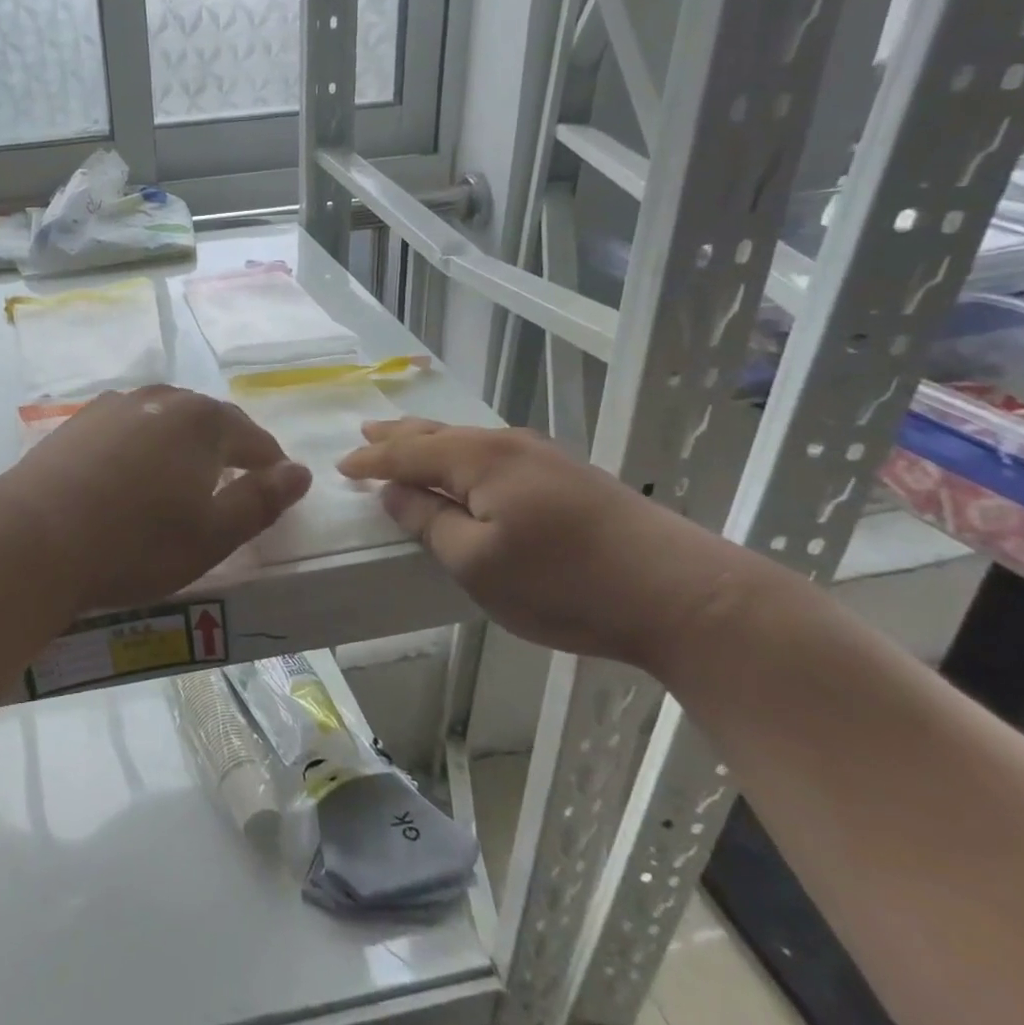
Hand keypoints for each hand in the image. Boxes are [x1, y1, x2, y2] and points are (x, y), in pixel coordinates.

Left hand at [4, 386, 312, 615]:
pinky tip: (132, 470)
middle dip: (228, 447)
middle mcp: (161, 399)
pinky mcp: (79, 421)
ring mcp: (115, 405)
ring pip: (165, 418)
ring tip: (184, 475)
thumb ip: (262, 500)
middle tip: (234, 482)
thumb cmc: (135, 543)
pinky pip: (129, 426)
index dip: (270, 462)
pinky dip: (143, 444)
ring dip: (183, 443)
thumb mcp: (213, 534)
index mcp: (202, 421)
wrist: (34, 538)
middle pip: (209, 420)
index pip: (252, 437)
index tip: (278, 485)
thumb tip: (300, 472)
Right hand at [338, 420, 729, 670]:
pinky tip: (466, 465)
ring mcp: (543, 456)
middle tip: (366, 431)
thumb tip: (395, 493)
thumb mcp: (478, 564)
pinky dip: (462, 454)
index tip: (341, 465)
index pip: (408, 452)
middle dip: (398, 435)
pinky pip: (494, 452)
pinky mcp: (569, 475)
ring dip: (430, 441)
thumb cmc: (565, 583)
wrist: (682, 593)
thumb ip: (430, 523)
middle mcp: (508, 445)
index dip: (372, 459)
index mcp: (479, 459)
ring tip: (405, 440)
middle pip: (438, 433)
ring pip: (468, 440)